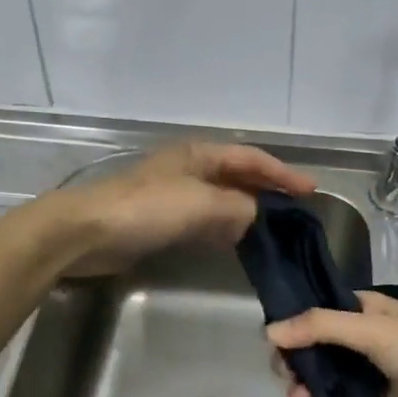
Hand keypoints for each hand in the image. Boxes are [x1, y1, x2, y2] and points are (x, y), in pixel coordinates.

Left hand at [53, 142, 316, 277]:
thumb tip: (254, 215)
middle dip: (267, 190)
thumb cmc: (147, 209)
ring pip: (221, 199)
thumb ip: (238, 208)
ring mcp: (173, 194)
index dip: (282, 173)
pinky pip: (203, 219)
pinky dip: (224, 227)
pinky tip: (234, 242)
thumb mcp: (202, 203)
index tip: (310, 190)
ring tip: (273, 229)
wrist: (87, 232)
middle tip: (296, 210)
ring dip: (246, 211)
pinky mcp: (160, 220)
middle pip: (237, 176)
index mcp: (199, 154)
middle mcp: (189, 168)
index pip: (251, 159)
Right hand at [267, 292, 397, 396]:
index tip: (273, 339)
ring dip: (303, 388)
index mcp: (363, 312)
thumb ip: (320, 327)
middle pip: (312, 349)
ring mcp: (362, 377)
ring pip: (319, 380)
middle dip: (295, 362)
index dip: (293, 324)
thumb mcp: (372, 330)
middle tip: (286, 375)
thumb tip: (270, 331)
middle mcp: (358, 342)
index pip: (317, 313)